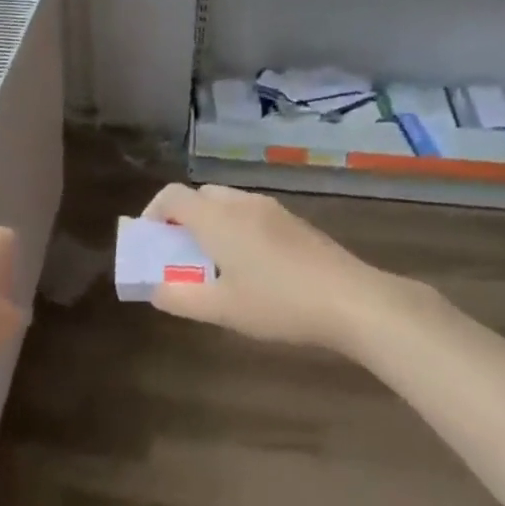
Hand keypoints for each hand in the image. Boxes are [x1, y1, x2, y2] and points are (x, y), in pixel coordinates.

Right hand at [143, 183, 423, 352]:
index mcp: (217, 218)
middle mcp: (242, 204)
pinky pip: (252, 215)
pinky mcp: (296, 224)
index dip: (153, 212)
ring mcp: (273, 211)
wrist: (354, 301)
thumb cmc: (279, 303)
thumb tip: (156, 290)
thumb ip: (180, 298)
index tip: (150, 241)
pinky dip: (237, 230)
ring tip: (214, 263)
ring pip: (228, 205)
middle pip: (200, 196)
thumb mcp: (222, 309)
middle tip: (180, 253)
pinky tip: (252, 267)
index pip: (172, 196)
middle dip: (182, 219)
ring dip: (211, 225)